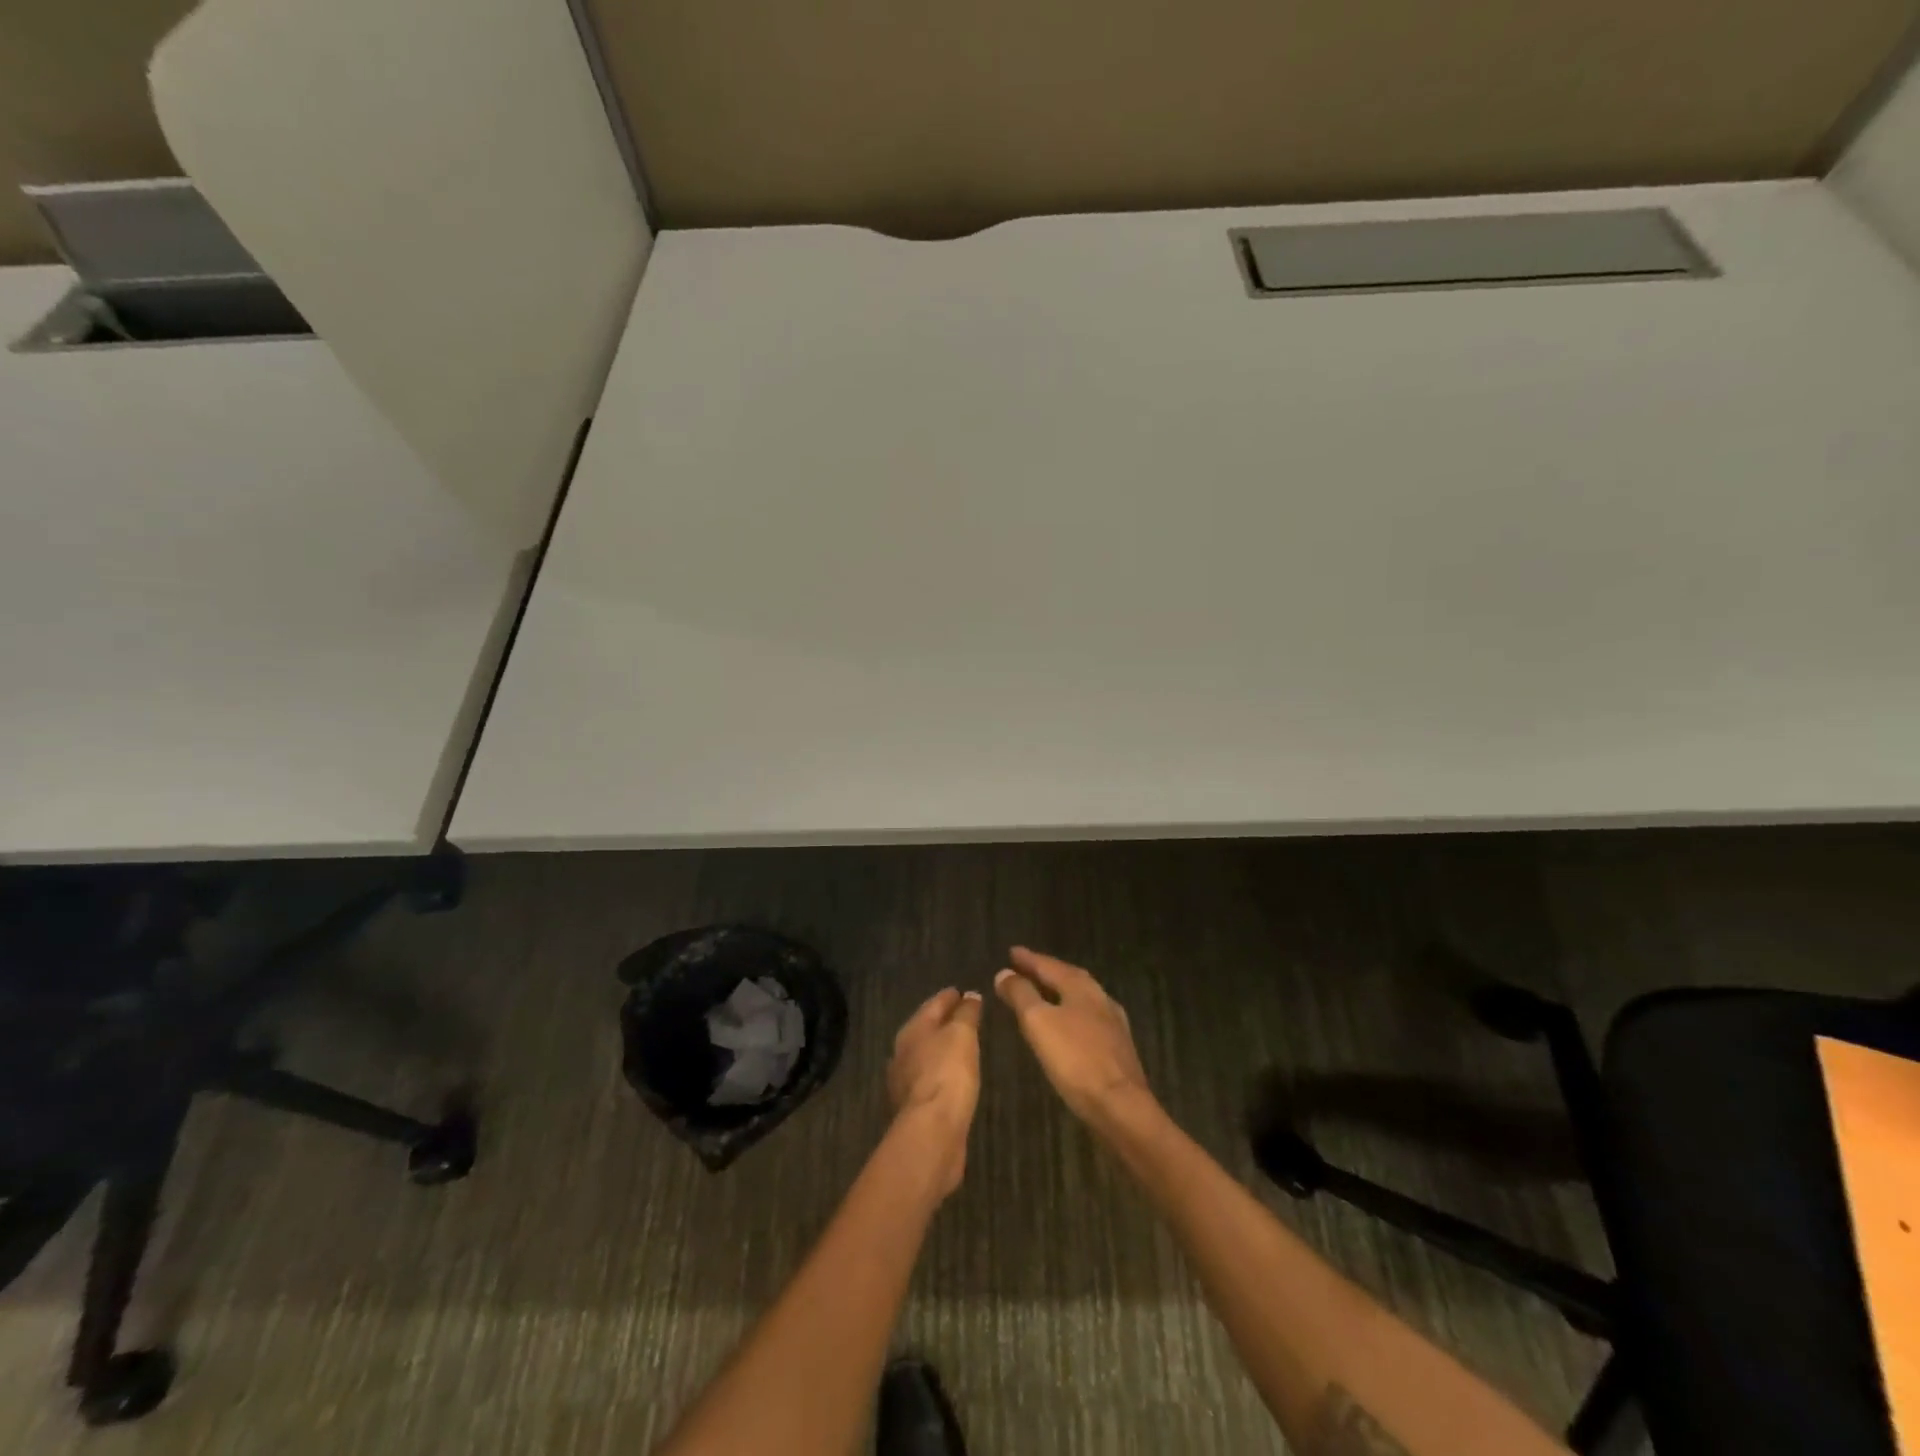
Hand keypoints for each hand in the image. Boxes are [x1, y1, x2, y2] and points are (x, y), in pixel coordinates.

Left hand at [887, 988, 983, 1196]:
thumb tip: (970, 995)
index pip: (933, 1004)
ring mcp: (906, 1082)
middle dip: (944, 1022)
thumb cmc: (948, 1073)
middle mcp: (903, 1052)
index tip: (963, 991)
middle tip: (965, 1016)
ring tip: (964, 1046)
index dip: (949, 997)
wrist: (933, 1131)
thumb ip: (966, 1013)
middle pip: (926, 1029)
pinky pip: (931, 1079)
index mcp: (912, 1030)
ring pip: (927, 1055)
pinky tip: (956, 1078)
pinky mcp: (915, 1107)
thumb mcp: (962, 1034)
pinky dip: (943, 1073)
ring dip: (943, 1049)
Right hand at [995, 948, 1153, 1125]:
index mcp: (1081, 987)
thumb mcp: (1038, 1022)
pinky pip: (1088, 1019)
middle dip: (1046, 972)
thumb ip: (1021, 995)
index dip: (1029, 959)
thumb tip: (1004, 973)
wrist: (1120, 1105)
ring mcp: (1113, 1023)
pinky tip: (1067, 1025)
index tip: (1011, 951)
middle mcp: (1100, 998)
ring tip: (1042, 993)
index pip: (1050, 966)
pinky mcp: (1118, 1048)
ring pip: (1081, 998)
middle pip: (1069, 978)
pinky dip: (1071, 1013)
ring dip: (1059, 992)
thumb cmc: (1075, 1059)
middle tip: (1026, 968)